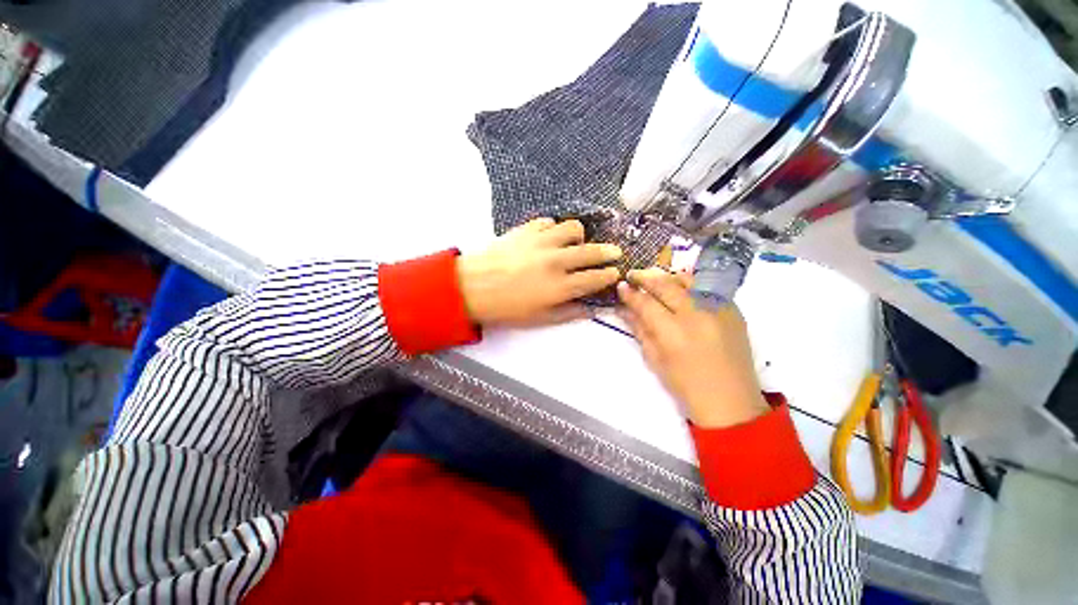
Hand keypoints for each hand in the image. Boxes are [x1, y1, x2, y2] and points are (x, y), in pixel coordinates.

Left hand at [457, 218, 622, 326]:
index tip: (615, 272)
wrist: (471, 286)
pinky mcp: (526, 229)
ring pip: (573, 228)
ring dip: (580, 236)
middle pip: (591, 252)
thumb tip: (590, 310)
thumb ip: (568, 313)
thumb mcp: (539, 319)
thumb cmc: (506, 308)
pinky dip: (554, 229)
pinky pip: (549, 222)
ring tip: (576, 243)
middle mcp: (555, 261)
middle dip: (608, 252)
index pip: (594, 278)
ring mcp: (541, 242)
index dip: (608, 275)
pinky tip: (550, 237)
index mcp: (559, 286)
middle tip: (614, 252)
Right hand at [617, 268, 769, 427]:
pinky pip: (707, 288)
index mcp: (673, 332)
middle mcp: (696, 314)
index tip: (621, 286)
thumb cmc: (685, 385)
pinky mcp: (733, 310)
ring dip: (667, 278)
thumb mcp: (654, 359)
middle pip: (665, 285)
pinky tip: (681, 291)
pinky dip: (690, 286)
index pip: (646, 303)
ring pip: (688, 280)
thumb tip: (623, 309)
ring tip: (656, 280)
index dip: (630, 293)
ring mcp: (718, 309)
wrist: (730, 401)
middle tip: (633, 276)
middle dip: (645, 278)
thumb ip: (639, 329)